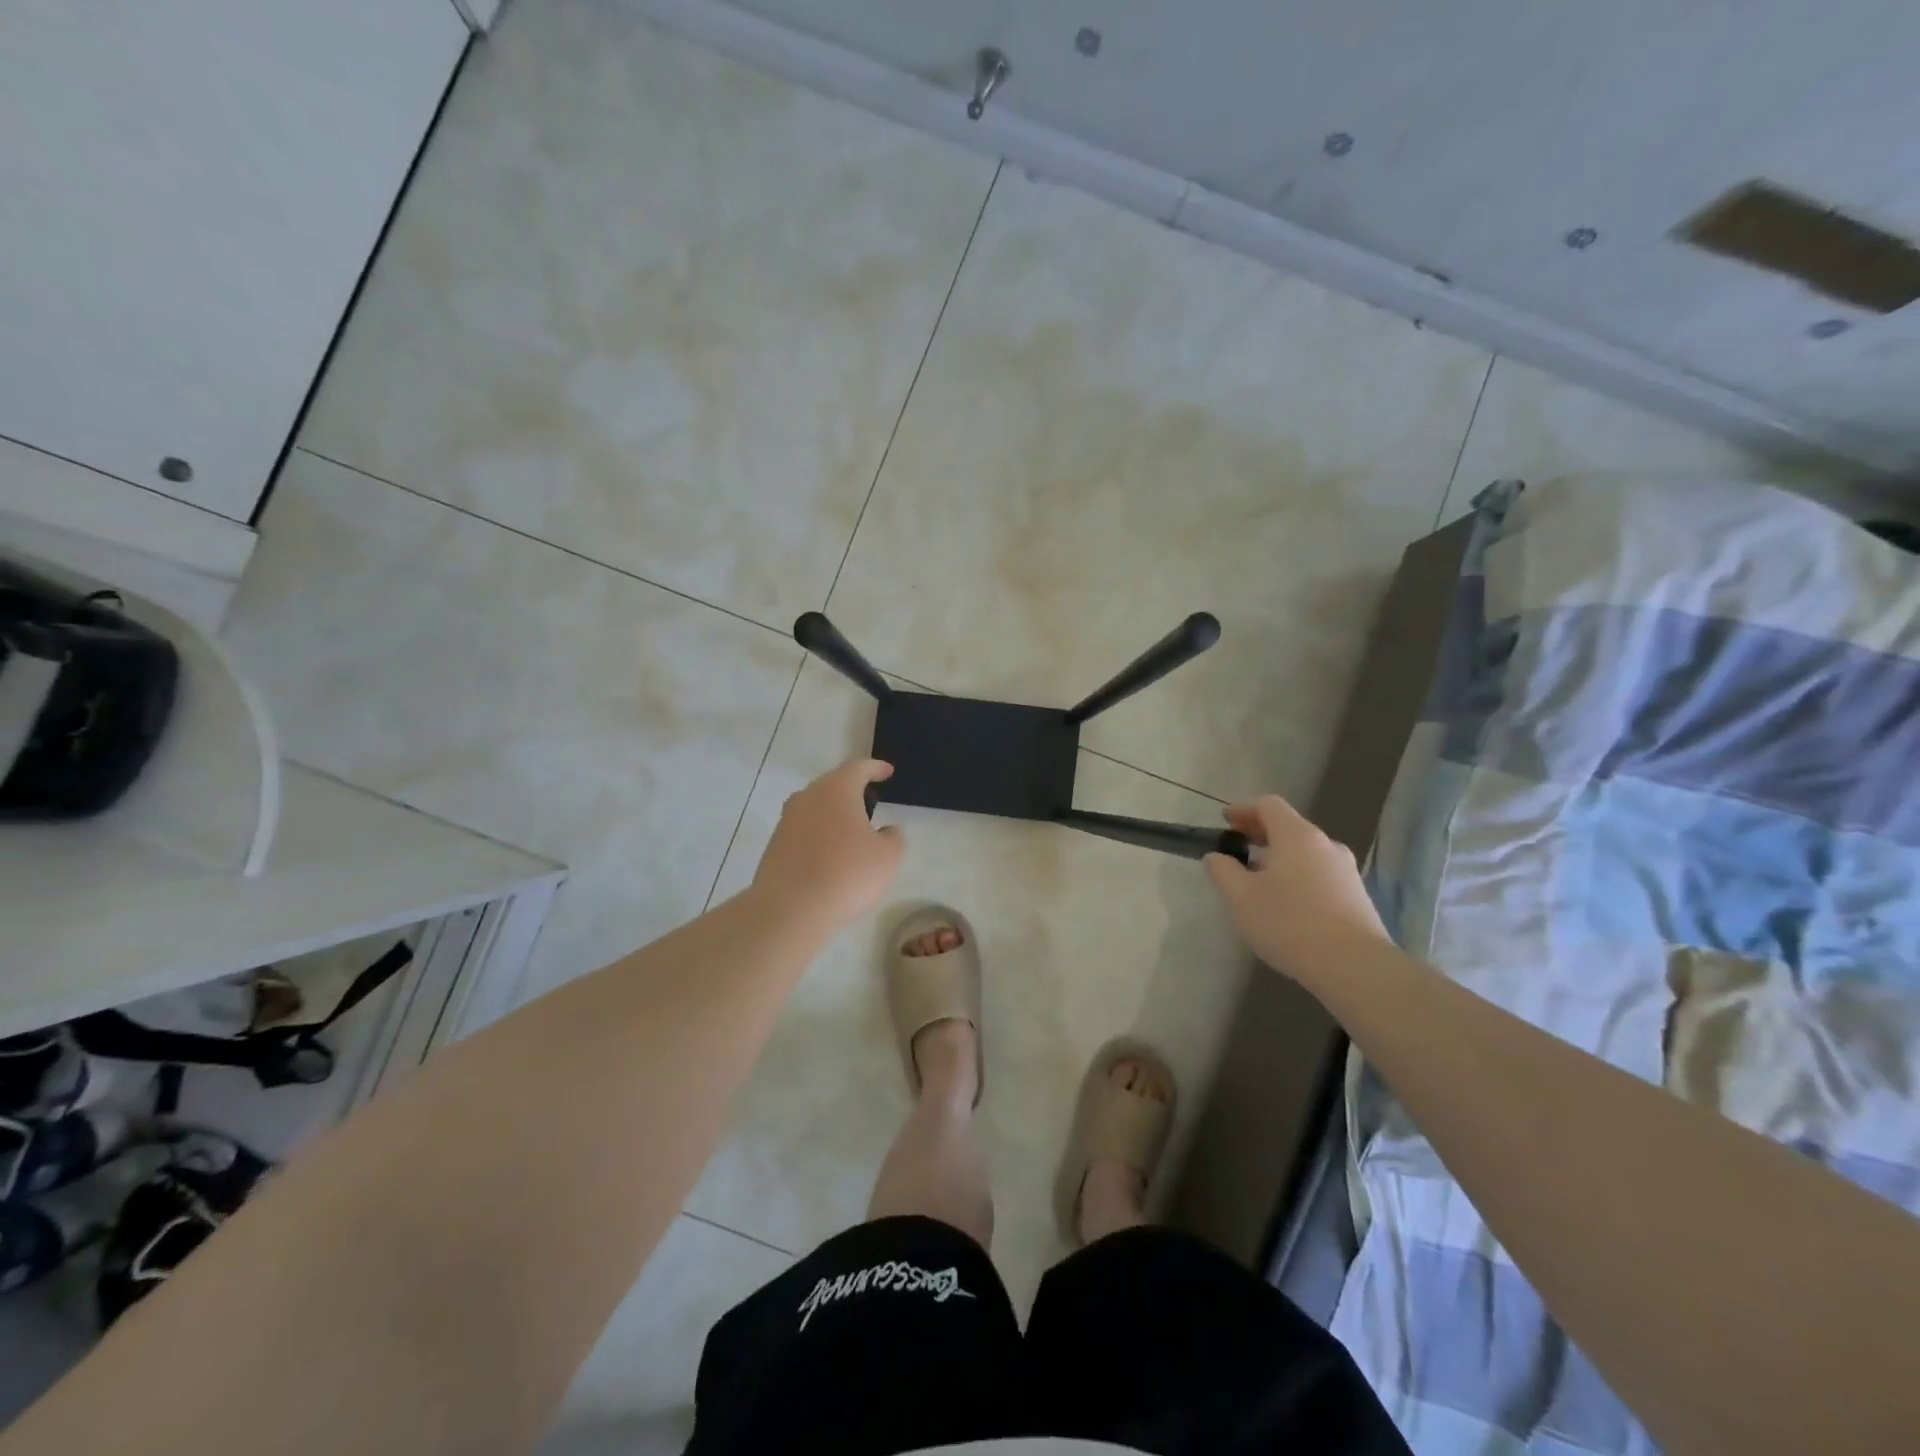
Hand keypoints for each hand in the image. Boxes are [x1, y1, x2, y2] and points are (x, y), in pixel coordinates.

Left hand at [753, 758, 904, 929]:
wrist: (790, 909)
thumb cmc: (847, 874)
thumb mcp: (888, 857)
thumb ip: (893, 837)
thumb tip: (885, 831)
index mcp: (836, 789)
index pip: (859, 768)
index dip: (876, 768)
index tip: (888, 772)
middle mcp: (808, 797)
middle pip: (833, 784)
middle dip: (852, 789)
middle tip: (870, 800)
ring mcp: (787, 820)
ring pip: (815, 806)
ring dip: (834, 813)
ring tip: (851, 829)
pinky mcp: (775, 845)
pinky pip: (804, 830)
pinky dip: (819, 834)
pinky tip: (830, 854)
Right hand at [1204, 795, 1390, 980]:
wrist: (1355, 966)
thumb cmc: (1290, 923)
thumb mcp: (1241, 898)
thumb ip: (1223, 871)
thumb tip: (1216, 857)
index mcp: (1297, 836)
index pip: (1268, 805)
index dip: (1243, 809)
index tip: (1224, 821)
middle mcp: (1325, 845)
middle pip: (1289, 827)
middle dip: (1260, 834)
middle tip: (1237, 848)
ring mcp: (1346, 871)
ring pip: (1305, 852)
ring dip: (1279, 857)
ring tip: (1259, 879)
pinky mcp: (1356, 896)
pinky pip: (1319, 874)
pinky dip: (1297, 876)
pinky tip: (1286, 903)